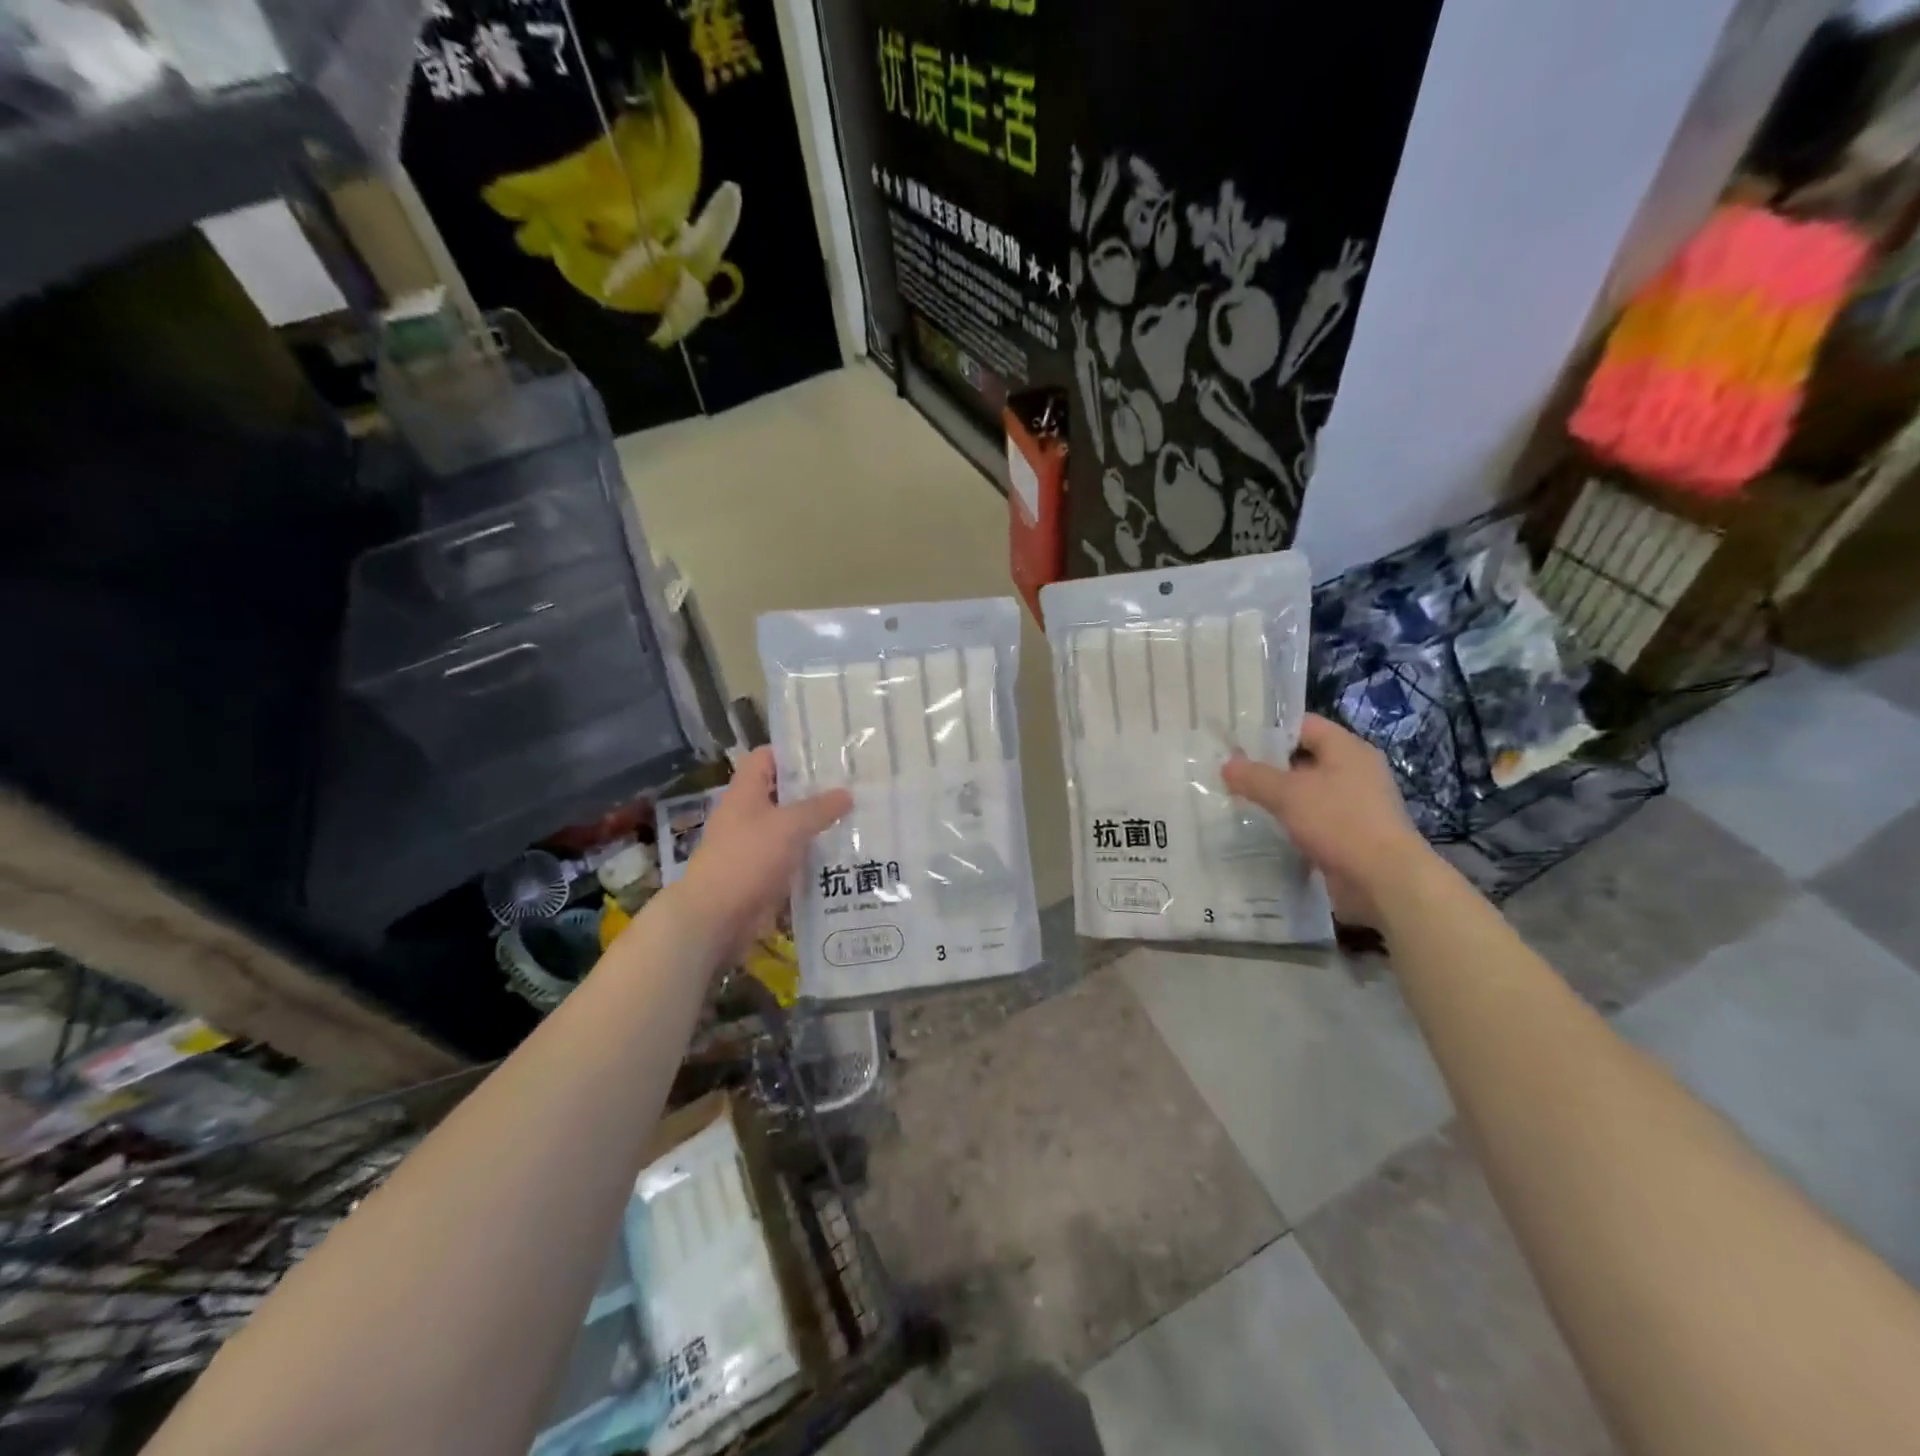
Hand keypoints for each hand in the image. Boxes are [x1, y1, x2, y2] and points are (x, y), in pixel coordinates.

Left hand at [674, 747, 850, 961]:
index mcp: (746, 792)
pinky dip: (811, 856)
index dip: (792, 753)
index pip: (766, 757)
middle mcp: (747, 814)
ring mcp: (754, 846)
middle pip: (782, 793)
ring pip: (789, 827)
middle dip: (814, 791)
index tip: (827, 755)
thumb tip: (847, 793)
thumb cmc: (748, 859)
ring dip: (816, 826)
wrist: (716, 917)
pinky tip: (841, 855)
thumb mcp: (789, 826)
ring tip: (855, 819)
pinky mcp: (762, 874)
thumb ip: (820, 808)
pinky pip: (791, 857)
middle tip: (853, 787)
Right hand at [1222, 714, 1430, 928]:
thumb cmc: (1339, 822)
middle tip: (1230, 773)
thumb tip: (1226, 764)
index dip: (1270, 730)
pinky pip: (1313, 820)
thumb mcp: (1288, 793)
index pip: (1304, 725)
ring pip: (1307, 792)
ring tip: (1238, 801)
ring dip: (1278, 798)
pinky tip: (1263, 831)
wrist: (1384, 881)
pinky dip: (1291, 824)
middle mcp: (1354, 772)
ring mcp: (1355, 805)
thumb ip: (1254, 776)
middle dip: (1268, 767)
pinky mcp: (1350, 835)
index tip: (1236, 741)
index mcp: (1347, 749)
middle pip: (1304, 759)